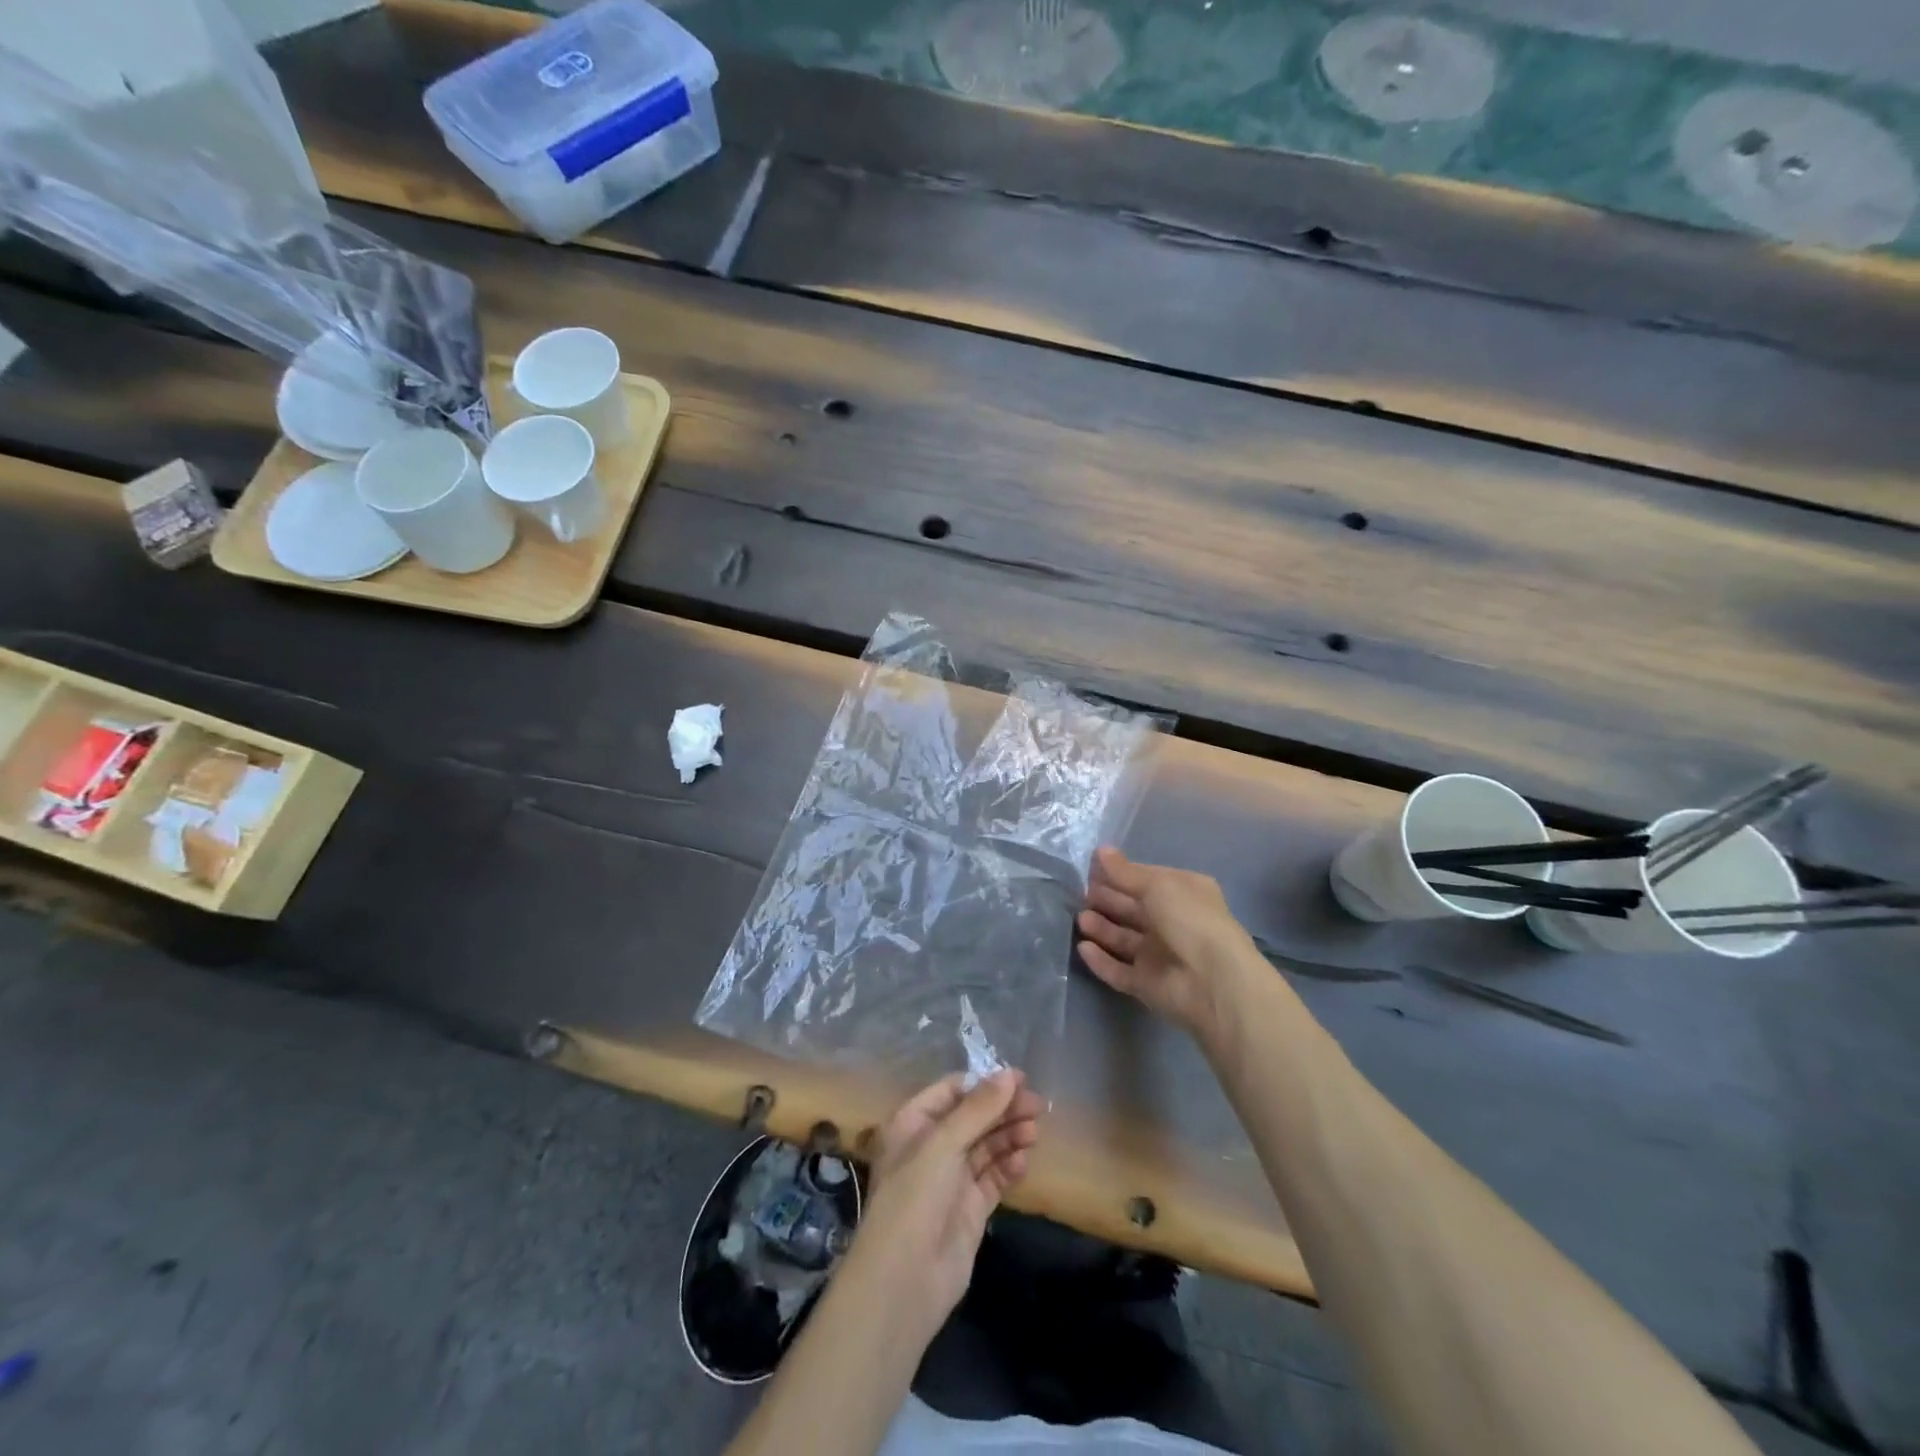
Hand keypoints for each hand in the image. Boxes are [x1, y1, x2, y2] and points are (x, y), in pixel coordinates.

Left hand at [850, 1070, 1044, 1337]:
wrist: (905, 1281)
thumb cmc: (915, 1197)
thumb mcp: (943, 1144)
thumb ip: (978, 1109)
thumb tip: (1009, 1074)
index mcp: (913, 1124)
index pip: (952, 1091)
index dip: (984, 1083)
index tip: (1019, 1079)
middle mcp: (931, 1147)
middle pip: (973, 1117)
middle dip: (1003, 1109)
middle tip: (1037, 1106)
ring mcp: (951, 1179)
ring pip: (986, 1146)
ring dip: (1009, 1136)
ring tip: (1034, 1133)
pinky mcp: (970, 1209)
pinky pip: (993, 1178)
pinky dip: (1008, 1167)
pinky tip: (1023, 1162)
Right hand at [1077, 847, 1256, 1037]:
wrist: (1212, 981)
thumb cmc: (1190, 920)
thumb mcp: (1157, 885)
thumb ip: (1125, 872)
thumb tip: (1100, 850)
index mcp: (1183, 894)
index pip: (1145, 880)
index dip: (1119, 875)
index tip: (1091, 869)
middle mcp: (1172, 923)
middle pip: (1132, 910)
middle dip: (1107, 900)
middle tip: (1081, 894)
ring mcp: (1159, 956)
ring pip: (1123, 939)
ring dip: (1101, 928)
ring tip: (1081, 919)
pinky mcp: (1146, 984)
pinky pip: (1118, 970)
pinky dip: (1101, 960)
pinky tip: (1083, 948)